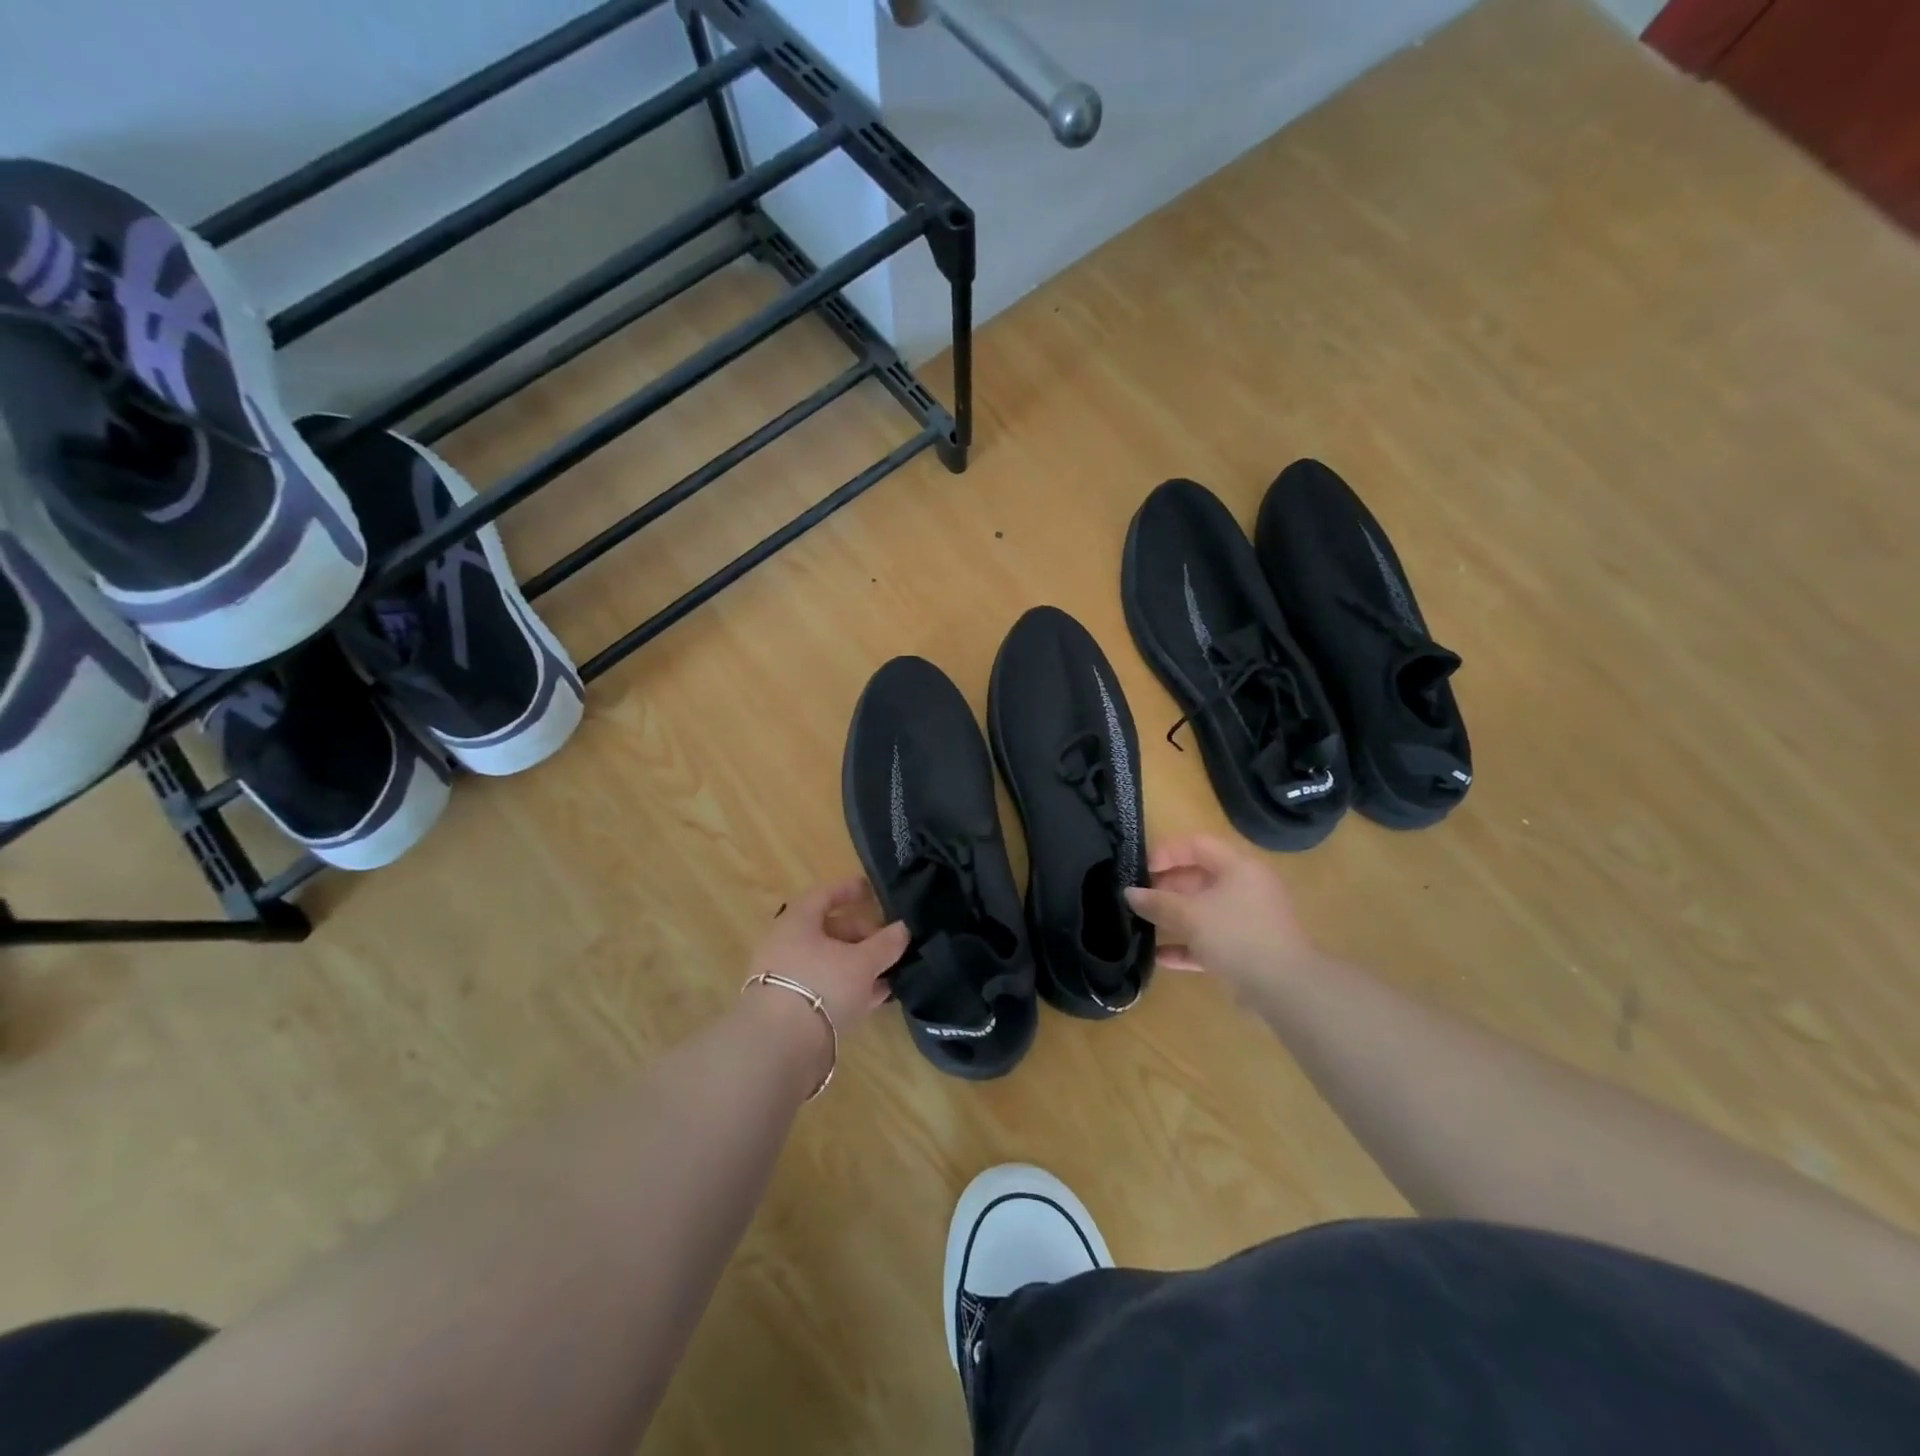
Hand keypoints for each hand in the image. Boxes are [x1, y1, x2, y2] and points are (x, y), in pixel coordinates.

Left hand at [748, 876, 908, 1031]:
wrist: (780, 1046)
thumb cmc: (822, 985)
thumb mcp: (862, 962)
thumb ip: (885, 944)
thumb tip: (903, 929)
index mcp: (797, 922)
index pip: (824, 895)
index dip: (848, 890)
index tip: (870, 889)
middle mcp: (786, 946)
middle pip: (827, 931)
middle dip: (860, 934)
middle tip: (887, 941)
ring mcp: (785, 979)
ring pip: (828, 963)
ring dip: (857, 965)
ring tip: (888, 970)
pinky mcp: (790, 1010)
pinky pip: (825, 989)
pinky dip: (849, 988)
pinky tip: (876, 996)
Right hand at [1124, 834, 1316, 989]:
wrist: (1285, 988)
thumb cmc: (1236, 936)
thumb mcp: (1190, 915)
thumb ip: (1157, 902)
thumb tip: (1129, 893)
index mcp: (1238, 867)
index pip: (1196, 845)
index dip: (1166, 853)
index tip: (1139, 870)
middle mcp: (1245, 888)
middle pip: (1198, 878)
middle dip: (1165, 887)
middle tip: (1137, 899)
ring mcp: (1247, 920)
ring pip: (1203, 910)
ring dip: (1173, 917)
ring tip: (1141, 924)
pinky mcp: (1246, 949)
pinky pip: (1210, 939)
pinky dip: (1187, 945)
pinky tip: (1160, 957)